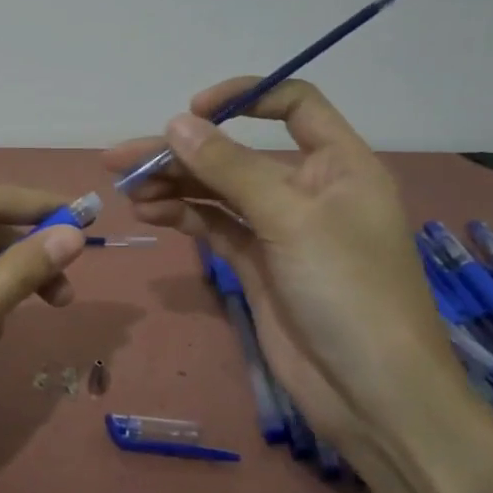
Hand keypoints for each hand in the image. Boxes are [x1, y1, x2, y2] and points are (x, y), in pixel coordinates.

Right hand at [101, 79, 456, 438]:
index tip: (192, 111)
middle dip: (181, 152)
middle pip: (237, 153)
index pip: (294, 106)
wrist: (372, 394)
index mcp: (339, 164)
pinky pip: (215, 227)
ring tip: (127, 189)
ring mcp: (280, 230)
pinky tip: (149, 213)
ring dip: (174, 185)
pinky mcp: (258, 264)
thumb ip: (230, 168)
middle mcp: (308, 189)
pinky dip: (183, 217)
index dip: (244, 97)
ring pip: (218, 191)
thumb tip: (176, 122)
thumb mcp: (290, 220)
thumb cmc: (348, 291)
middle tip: (121, 158)